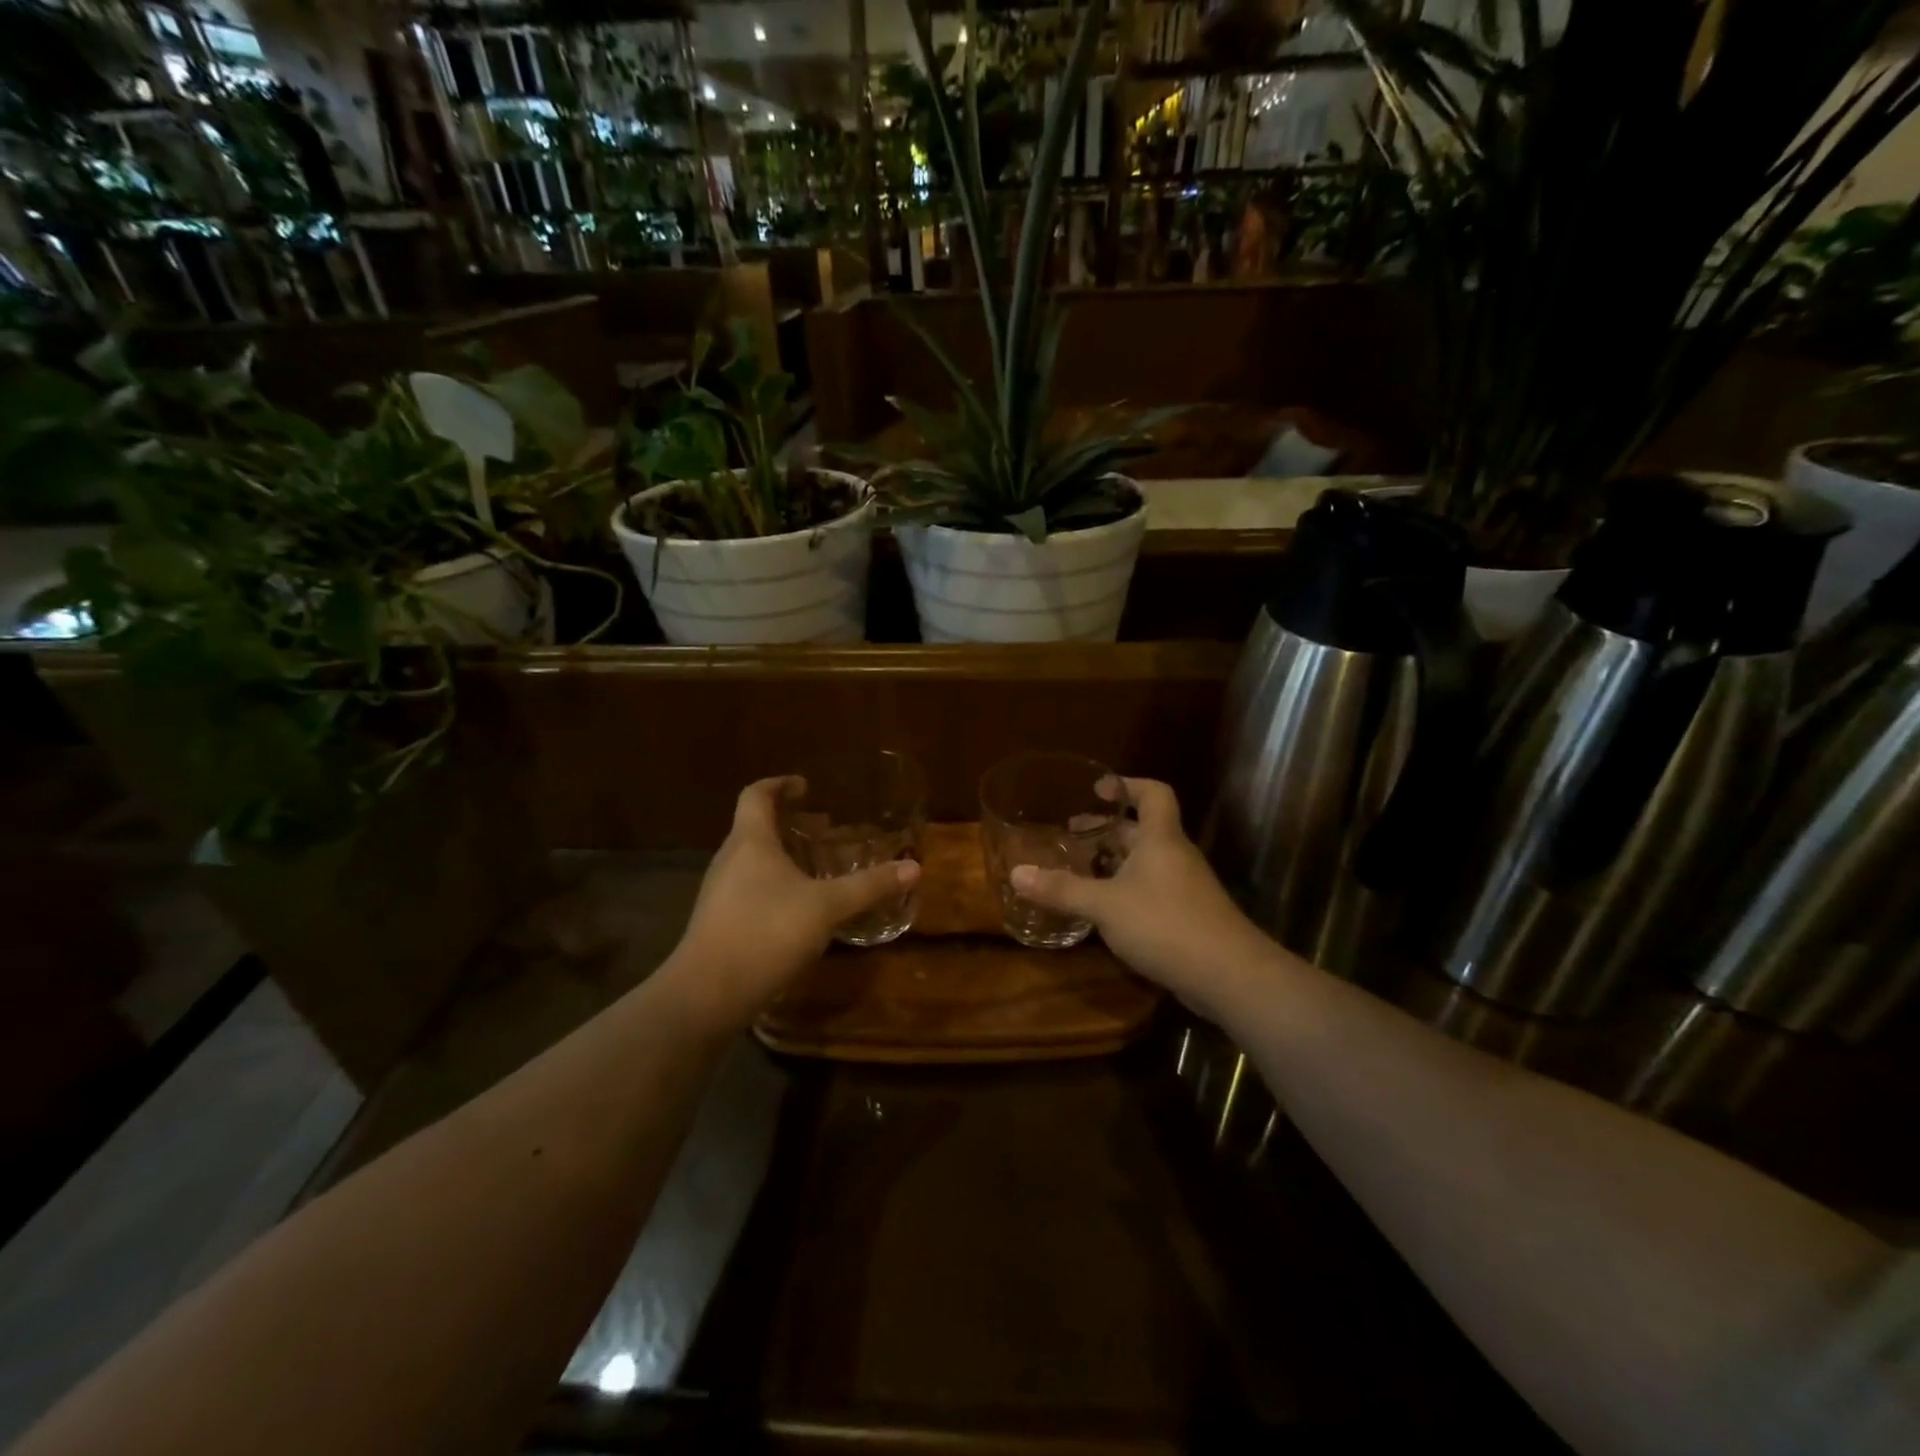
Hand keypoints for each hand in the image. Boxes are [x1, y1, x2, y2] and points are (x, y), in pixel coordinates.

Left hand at [668, 776, 920, 1030]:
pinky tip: (799, 910)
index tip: (805, 786)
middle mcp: (729, 860)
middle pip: (755, 827)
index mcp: (750, 841)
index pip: (756, 795)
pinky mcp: (718, 923)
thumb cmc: (766, 932)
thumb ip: (868, 886)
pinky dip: (774, 885)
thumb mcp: (826, 907)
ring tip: (816, 868)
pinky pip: (748, 889)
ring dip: (782, 856)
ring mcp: (719, 893)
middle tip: (823, 829)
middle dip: (789, 823)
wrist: (707, 995)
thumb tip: (913, 868)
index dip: (779, 784)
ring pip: (752, 860)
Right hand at [1010, 777, 1271, 1022]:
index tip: (1097, 790)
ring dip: (1113, 863)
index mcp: (1160, 839)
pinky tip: (1103, 911)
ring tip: (1078, 871)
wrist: (1229, 975)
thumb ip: (1062, 890)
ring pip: (1145, 863)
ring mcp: (1184, 887)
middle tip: (1070, 836)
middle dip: (1106, 830)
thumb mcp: (1105, 905)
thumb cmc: (1165, 924)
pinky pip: (1151, 890)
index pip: (1153, 793)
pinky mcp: (1187, 916)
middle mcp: (1174, 856)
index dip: (1127, 785)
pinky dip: (1125, 891)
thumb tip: (1017, 873)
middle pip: (1141, 830)